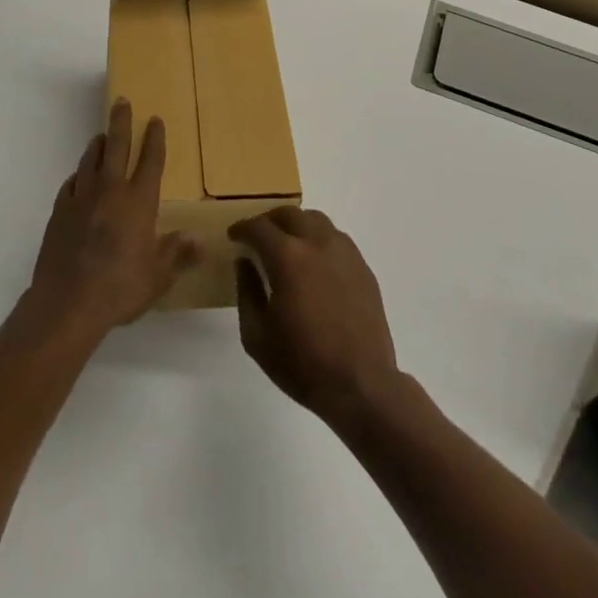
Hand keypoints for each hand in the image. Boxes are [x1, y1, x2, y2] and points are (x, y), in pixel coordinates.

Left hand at [28, 99, 196, 336]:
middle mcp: (111, 191)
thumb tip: (200, 240)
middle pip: (117, 147)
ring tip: (102, 136)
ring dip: (98, 145)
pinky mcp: (59, 211)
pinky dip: (78, 175)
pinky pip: (71, 184)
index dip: (155, 139)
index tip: (155, 120)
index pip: (150, 161)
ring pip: (91, 160)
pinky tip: (79, 177)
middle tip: (122, 101)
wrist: (66, 303)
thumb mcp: (158, 276)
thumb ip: (177, 254)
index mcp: (139, 202)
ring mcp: (81, 199)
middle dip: (122, 122)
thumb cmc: (120, 288)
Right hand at [231, 208, 400, 426]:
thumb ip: (247, 292)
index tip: (234, 235)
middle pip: (289, 214)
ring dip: (297, 225)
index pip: (259, 227)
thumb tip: (244, 262)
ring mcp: (344, 252)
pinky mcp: (362, 266)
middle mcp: (317, 243)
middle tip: (259, 236)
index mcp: (288, 257)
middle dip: (269, 220)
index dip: (242, 228)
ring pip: (316, 220)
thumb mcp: (257, 336)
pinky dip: (319, 239)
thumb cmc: (302, 363)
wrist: (360, 384)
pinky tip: (315, 262)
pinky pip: (336, 238)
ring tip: (288, 244)